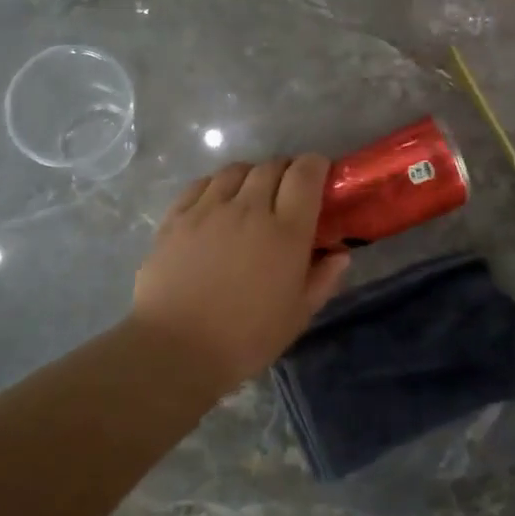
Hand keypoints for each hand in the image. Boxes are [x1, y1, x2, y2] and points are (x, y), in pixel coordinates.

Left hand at [131, 156, 351, 384]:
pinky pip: (201, 184)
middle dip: (286, 171)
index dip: (316, 166)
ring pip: (236, 170)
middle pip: (271, 166)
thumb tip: (339, 254)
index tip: (319, 177)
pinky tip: (216, 203)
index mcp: (285, 231)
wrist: (175, 349)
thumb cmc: (245, 339)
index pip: (306, 174)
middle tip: (287, 193)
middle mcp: (248, 208)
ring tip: (251, 196)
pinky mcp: (176, 217)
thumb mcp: (297, 316)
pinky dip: (217, 185)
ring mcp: (208, 209)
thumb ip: (322, 279)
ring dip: (251, 176)